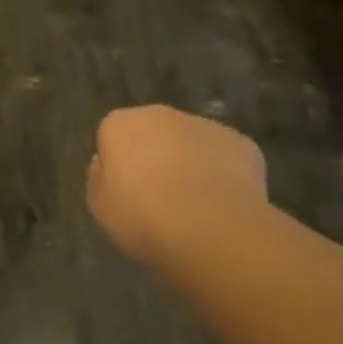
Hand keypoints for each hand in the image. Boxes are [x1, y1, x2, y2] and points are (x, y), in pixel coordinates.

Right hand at [87, 106, 267, 266]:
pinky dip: (225, 177)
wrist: (210, 229)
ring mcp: (203, 125)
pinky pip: (226, 159)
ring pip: (191, 143)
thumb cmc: (143, 217)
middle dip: (156, 158)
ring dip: (191, 165)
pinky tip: (226, 209)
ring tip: (198, 209)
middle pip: (153, 133)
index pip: (112, 137)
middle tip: (160, 200)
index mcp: (119, 124)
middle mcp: (159, 114)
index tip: (126, 194)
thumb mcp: (101, 206)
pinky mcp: (241, 144)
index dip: (119, 166)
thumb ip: (100, 179)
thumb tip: (109, 168)